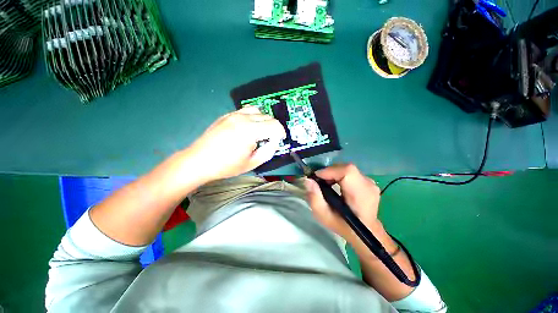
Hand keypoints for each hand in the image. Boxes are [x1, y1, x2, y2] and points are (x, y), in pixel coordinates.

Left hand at [186, 107, 285, 182]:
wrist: (199, 160)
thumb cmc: (226, 165)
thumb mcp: (252, 163)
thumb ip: (268, 151)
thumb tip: (275, 141)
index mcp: (250, 131)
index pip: (275, 125)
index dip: (281, 133)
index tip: (280, 140)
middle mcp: (243, 118)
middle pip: (268, 117)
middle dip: (274, 128)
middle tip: (271, 139)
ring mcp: (234, 114)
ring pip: (258, 111)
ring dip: (264, 120)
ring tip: (261, 132)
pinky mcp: (227, 115)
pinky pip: (246, 111)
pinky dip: (253, 117)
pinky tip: (249, 127)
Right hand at [304, 164, 384, 242]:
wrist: (365, 231)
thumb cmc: (344, 226)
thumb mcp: (324, 216)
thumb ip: (314, 198)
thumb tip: (308, 180)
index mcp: (360, 195)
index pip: (347, 171)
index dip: (330, 171)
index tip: (316, 177)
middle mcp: (368, 185)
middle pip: (346, 168)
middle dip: (329, 172)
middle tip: (319, 181)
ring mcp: (370, 182)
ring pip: (347, 168)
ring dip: (334, 173)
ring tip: (326, 183)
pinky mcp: (368, 181)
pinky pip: (351, 172)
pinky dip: (339, 174)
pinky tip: (335, 183)